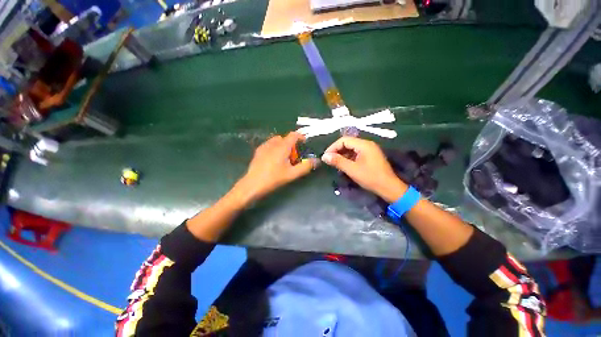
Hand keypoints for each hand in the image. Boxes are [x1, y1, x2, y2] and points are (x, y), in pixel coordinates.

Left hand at [235, 132, 317, 202]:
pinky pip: (269, 145)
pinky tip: (274, 160)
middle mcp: (272, 143)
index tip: (305, 143)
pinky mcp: (258, 151)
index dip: (301, 137)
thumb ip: (305, 166)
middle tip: (294, 157)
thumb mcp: (292, 174)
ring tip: (284, 158)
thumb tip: (316, 161)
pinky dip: (275, 148)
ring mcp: (264, 146)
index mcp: (282, 147)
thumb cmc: (273, 178)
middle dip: (291, 145)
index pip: (293, 135)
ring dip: (283, 146)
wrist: (252, 184)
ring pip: (276, 141)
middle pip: (285, 138)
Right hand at [322, 137, 406, 202]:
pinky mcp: (370, 156)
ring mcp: (369, 150)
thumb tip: (324, 156)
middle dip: (337, 150)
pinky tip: (344, 165)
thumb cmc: (370, 177)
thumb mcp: (352, 169)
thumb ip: (337, 161)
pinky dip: (348, 158)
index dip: (333, 147)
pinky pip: (356, 153)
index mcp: (364, 144)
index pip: (344, 140)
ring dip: (342, 154)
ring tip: (335, 163)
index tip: (326, 156)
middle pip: (348, 143)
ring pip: (351, 148)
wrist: (388, 187)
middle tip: (329, 160)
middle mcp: (367, 144)